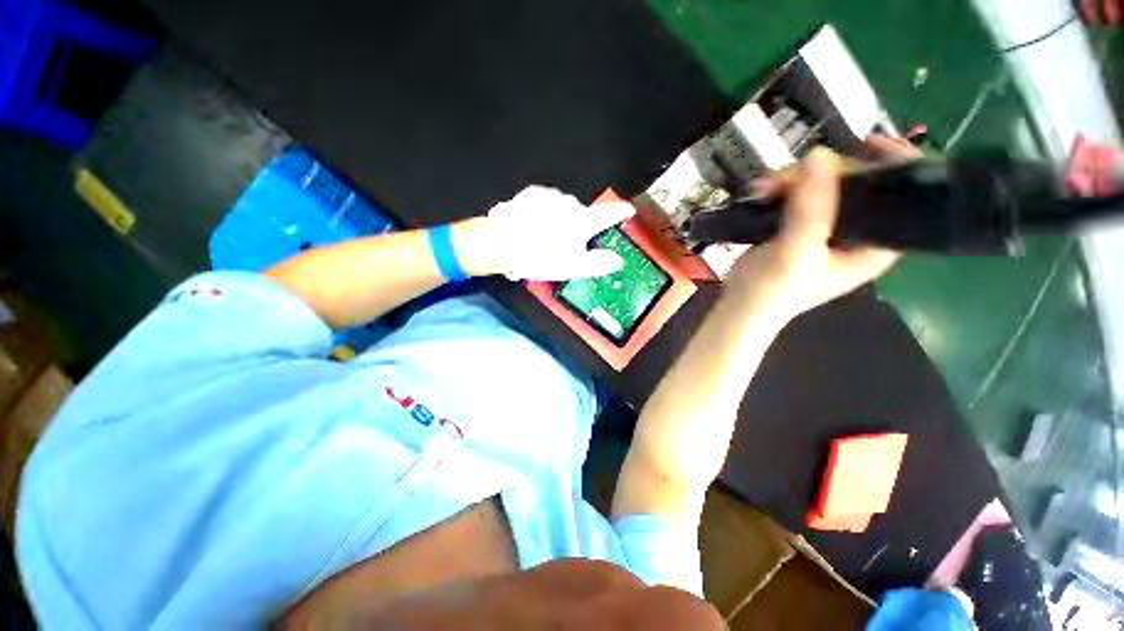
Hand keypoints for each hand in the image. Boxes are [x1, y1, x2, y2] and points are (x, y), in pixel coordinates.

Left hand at [463, 186, 635, 280]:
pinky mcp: (532, 193)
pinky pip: (545, 203)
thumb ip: (599, 263)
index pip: (610, 213)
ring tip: (545, 238)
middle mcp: (571, 203)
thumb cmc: (541, 257)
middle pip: (583, 213)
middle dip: (579, 225)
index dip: (622, 212)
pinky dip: (544, 212)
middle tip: (566, 244)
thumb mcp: (574, 267)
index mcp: (584, 220)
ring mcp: (550, 196)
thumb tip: (618, 260)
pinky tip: (533, 226)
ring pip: (563, 208)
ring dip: (560, 219)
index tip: (628, 210)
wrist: (502, 242)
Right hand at [725, 137, 921, 320]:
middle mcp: (855, 232)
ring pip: (821, 186)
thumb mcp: (796, 252)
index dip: (894, 166)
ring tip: (763, 189)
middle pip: (854, 184)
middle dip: (822, 175)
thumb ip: (811, 208)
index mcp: (874, 245)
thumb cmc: (773, 291)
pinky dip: (779, 189)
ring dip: (791, 181)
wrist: (739, 307)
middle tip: (786, 178)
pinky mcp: (797, 227)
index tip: (869, 145)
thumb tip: (819, 154)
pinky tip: (761, 192)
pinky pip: (796, 195)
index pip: (901, 198)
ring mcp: (824, 228)